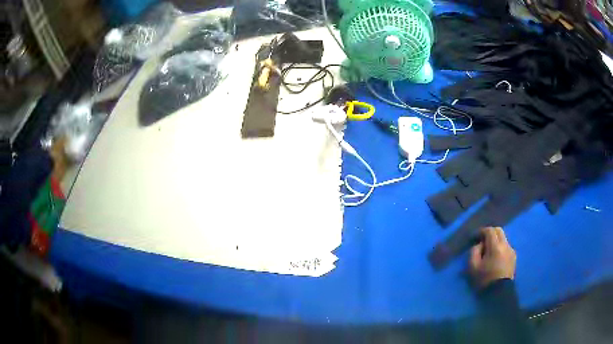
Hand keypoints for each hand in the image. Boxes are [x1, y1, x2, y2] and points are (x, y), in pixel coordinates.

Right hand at [469, 227, 516, 289]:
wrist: (499, 293)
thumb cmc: (485, 280)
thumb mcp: (473, 267)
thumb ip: (474, 252)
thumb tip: (479, 245)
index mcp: (495, 246)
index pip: (489, 230)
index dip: (481, 231)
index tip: (475, 237)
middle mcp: (505, 245)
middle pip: (498, 230)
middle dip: (489, 232)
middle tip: (482, 240)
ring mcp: (511, 250)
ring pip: (503, 238)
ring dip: (495, 240)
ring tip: (488, 249)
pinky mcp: (514, 257)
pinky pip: (506, 246)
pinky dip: (500, 247)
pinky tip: (495, 256)